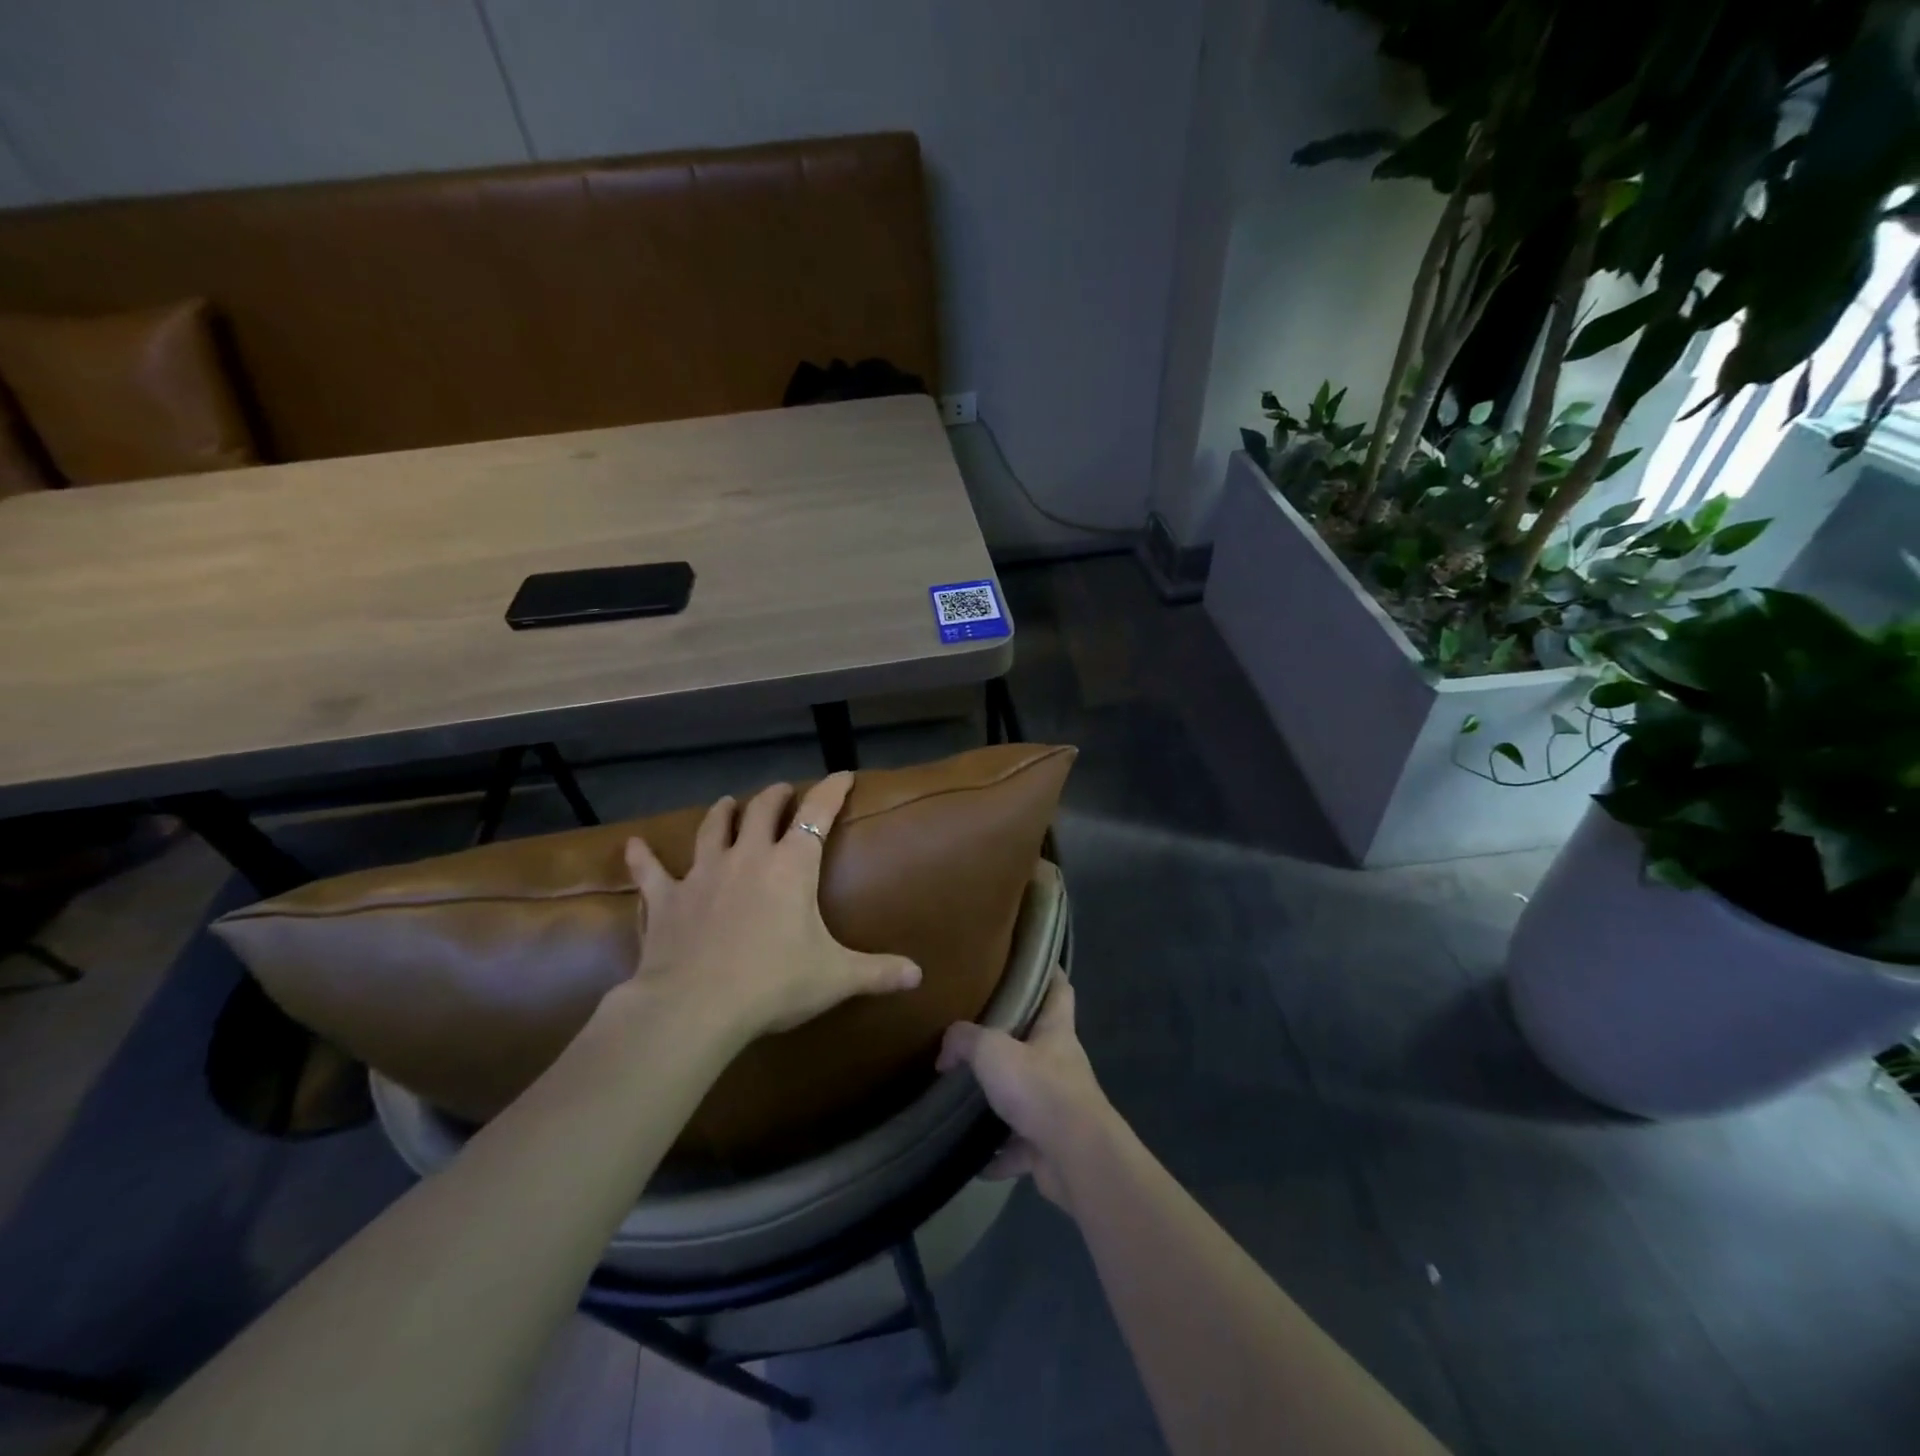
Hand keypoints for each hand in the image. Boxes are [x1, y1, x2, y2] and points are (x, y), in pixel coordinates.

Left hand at [617, 773, 921, 1044]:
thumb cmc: (774, 983)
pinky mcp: (667, 899)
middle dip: (775, 796)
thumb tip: (919, 976)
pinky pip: (651, 872)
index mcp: (792, 866)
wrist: (696, 1006)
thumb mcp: (835, 978)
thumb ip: (877, 972)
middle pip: (762, 810)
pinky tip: (633, 846)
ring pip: (713, 829)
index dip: (832, 791)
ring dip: (723, 813)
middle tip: (782, 791)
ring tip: (727, 803)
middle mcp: (748, 857)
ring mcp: (703, 874)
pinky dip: (642, 859)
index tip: (843, 775)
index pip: (818, 814)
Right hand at [937, 971, 1114, 1211]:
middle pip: (1038, 1043)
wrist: (1075, 1157)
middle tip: (976, 1034)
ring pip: (1027, 1097)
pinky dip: (999, 1153)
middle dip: (1011, 1041)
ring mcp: (1059, 1107)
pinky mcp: (1050, 1146)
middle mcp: (1061, 1064)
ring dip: (1001, 1101)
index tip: (1030, 963)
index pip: (1059, 989)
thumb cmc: (1040, 1088)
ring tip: (966, 1096)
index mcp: (1056, 1031)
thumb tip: (946, 1051)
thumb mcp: (992, 1050)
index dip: (1048, 972)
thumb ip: (965, 1040)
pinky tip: (974, 1158)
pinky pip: (1019, 1147)